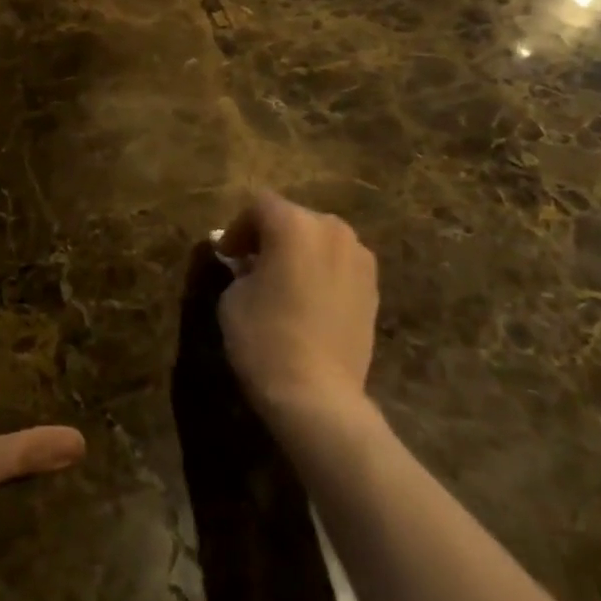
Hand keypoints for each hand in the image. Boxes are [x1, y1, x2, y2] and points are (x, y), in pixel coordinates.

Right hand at [215, 192, 378, 419]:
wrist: (318, 395)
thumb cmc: (265, 338)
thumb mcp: (233, 297)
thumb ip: (240, 269)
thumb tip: (250, 265)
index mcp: (294, 224)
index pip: (260, 206)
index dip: (239, 228)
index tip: (227, 256)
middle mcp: (332, 230)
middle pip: (294, 218)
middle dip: (271, 236)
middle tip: (252, 265)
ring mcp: (359, 258)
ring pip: (321, 240)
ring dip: (300, 252)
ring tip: (284, 282)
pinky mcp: (374, 287)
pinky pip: (340, 265)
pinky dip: (323, 272)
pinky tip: (310, 301)